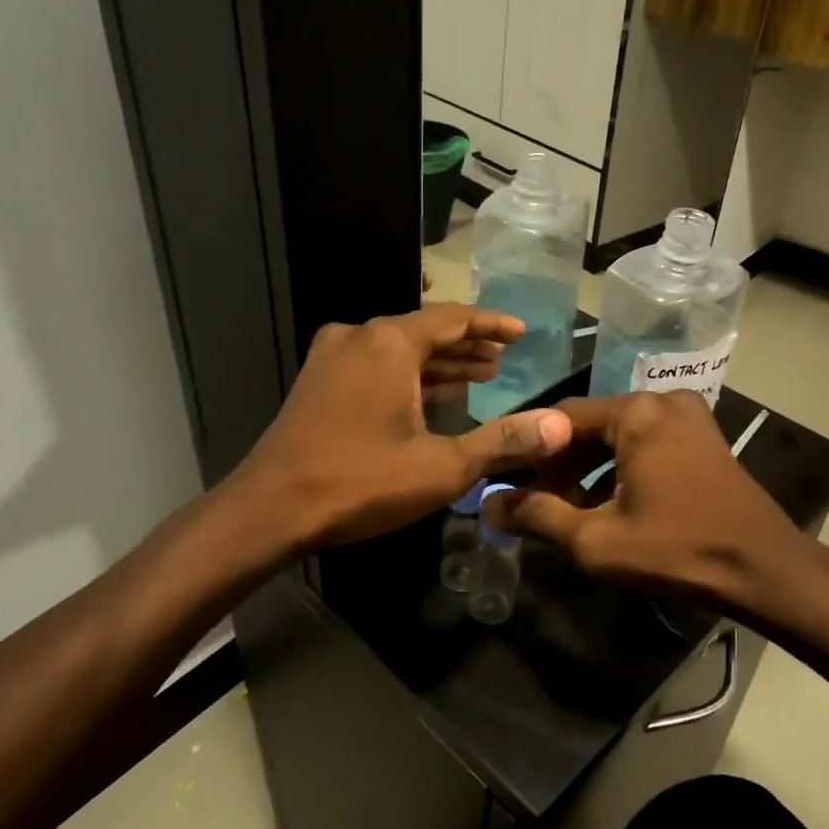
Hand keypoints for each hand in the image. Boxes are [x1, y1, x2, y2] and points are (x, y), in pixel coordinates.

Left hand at [229, 304, 572, 549]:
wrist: (270, 510)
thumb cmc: (360, 482)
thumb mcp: (442, 467)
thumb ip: (502, 441)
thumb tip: (557, 425)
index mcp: (389, 343)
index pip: (453, 318)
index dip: (492, 324)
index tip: (522, 331)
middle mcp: (358, 337)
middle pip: (425, 331)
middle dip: (467, 345)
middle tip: (503, 357)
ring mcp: (331, 358)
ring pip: (398, 350)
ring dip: (438, 363)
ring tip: (479, 375)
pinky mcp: (317, 382)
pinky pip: (375, 366)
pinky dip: (408, 376)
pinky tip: (429, 397)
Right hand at [486, 391, 815, 617]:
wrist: (766, 571)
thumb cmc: (677, 550)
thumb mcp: (596, 539)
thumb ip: (537, 516)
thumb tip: (488, 506)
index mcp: (637, 412)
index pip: (560, 419)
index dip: (529, 453)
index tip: (510, 485)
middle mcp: (662, 400)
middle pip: (591, 425)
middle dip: (561, 465)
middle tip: (541, 505)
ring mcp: (689, 416)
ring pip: (618, 436)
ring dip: (589, 470)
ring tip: (571, 512)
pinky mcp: (703, 437)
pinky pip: (646, 443)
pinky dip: (620, 469)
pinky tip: (610, 505)